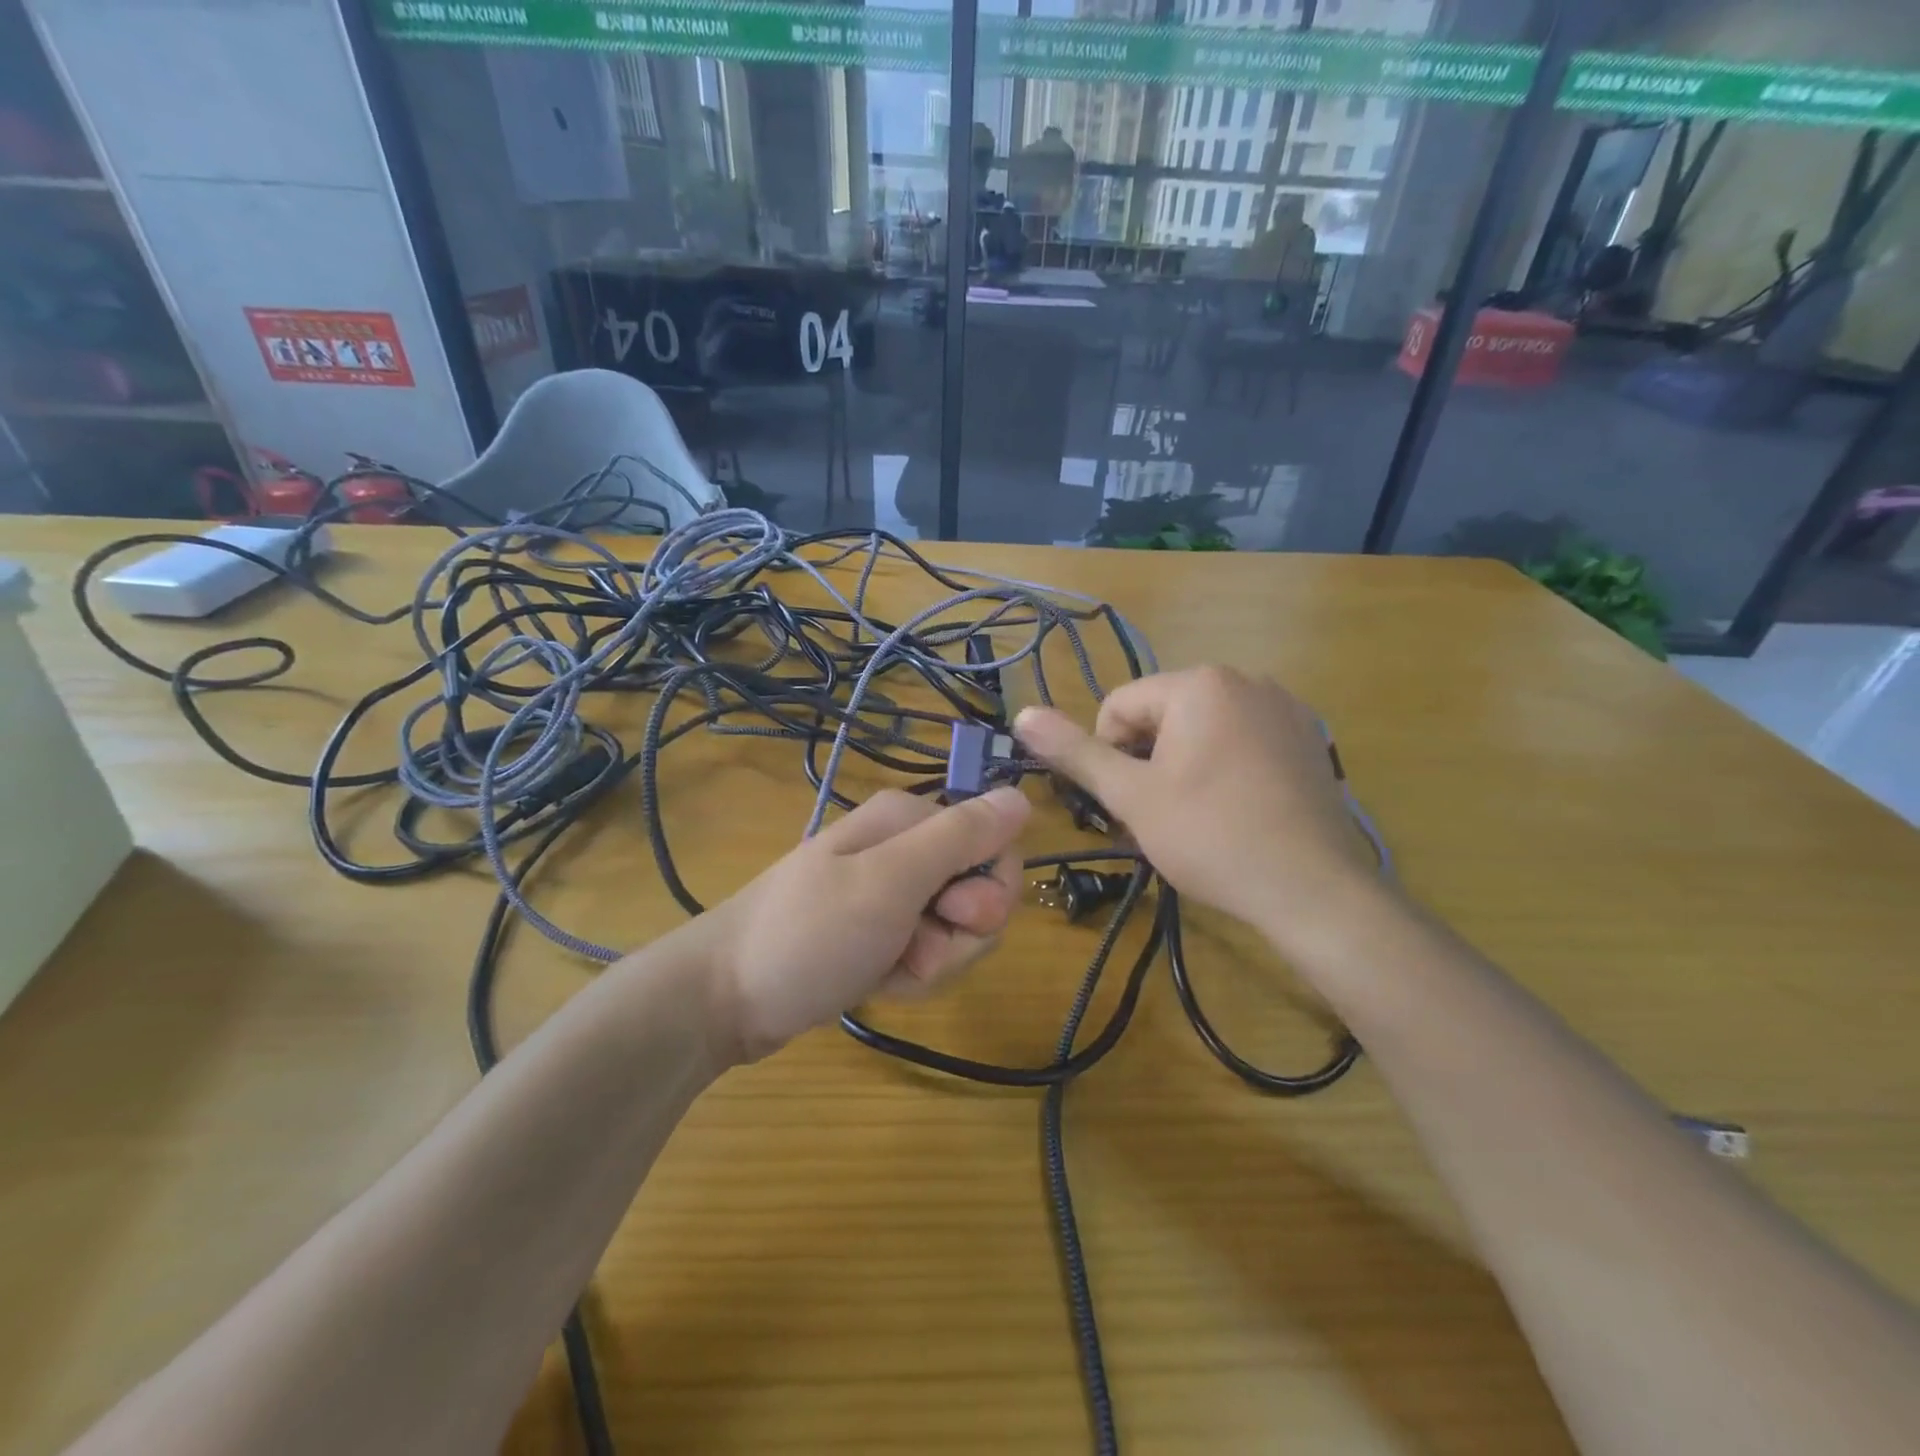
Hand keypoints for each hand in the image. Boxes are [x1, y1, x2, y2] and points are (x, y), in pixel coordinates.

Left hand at [700, 786, 1029, 1061]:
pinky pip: (928, 953)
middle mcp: (906, 850)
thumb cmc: (809, 933)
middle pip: (980, 892)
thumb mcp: (891, 881)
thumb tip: (1022, 795)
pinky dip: (912, 976)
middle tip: (915, 950)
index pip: (996, 846)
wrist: (724, 998)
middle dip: (960, 936)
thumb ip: (961, 837)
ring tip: (888, 970)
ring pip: (958, 931)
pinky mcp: (882, 934)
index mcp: (910, 821)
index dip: (989, 890)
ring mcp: (892, 895)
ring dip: (935, 962)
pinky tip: (879, 984)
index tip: (953, 917)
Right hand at [1014, 668, 1376, 938]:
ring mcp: (1285, 706)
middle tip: (1162, 814)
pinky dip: (1225, 766)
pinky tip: (1238, 810)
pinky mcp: (1308, 737)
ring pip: (1201, 728)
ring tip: (1199, 815)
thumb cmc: (1211, 837)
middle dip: (1149, 760)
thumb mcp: (1132, 796)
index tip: (1129, 802)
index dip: (1110, 757)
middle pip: (1162, 715)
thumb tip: (1022, 714)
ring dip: (1183, 764)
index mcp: (1199, 683)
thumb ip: (1075, 752)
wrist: (1313, 889)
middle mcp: (1245, 679)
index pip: (1120, 707)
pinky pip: (1242, 739)